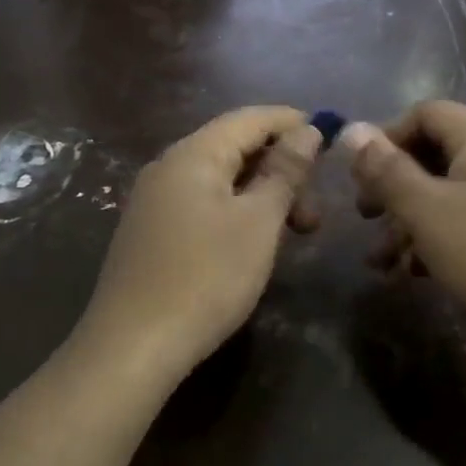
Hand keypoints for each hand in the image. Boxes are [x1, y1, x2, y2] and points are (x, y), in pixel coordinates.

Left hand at [78, 107, 323, 381]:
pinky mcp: (149, 233)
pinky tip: (253, 243)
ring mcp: (153, 201)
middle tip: (314, 214)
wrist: (133, 346)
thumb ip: (284, 171)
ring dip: (262, 196)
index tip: (332, 140)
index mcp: (193, 154)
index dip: (293, 122)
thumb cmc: (207, 278)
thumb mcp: (258, 222)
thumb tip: (307, 130)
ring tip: (292, 234)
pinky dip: (236, 213)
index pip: (250, 118)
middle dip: (281, 170)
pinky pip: (202, 204)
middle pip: (234, 148)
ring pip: (220, 181)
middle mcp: (167, 167)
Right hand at [343, 102, 465, 387]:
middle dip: (393, 187)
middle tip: (365, 218)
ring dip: (409, 224)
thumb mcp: (429, 212)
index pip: (426, 113)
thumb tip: (352, 129)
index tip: (361, 177)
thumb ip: (387, 171)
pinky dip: (439, 243)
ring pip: (449, 197)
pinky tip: (415, 276)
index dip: (387, 137)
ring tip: (380, 263)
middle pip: (435, 156)